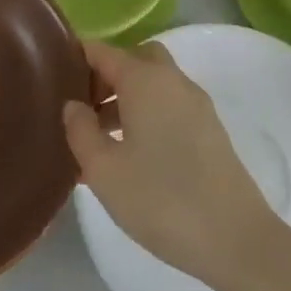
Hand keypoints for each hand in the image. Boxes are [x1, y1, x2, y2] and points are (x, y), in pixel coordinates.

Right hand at [62, 40, 284, 290]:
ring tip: (100, 138)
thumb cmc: (161, 200)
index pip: (103, 51)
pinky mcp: (210, 130)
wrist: (236, 239)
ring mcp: (197, 105)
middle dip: (107, 75)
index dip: (76, 58)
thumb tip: (73, 105)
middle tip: (84, 108)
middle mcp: (173, 81)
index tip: (53, 78)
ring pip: (154, 83)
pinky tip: (132, 155)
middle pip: (135, 59)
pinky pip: (170, 105)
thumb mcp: (104, 171)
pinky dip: (148, 114)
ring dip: (127, 97)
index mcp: (145, 80)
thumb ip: (80, 131)